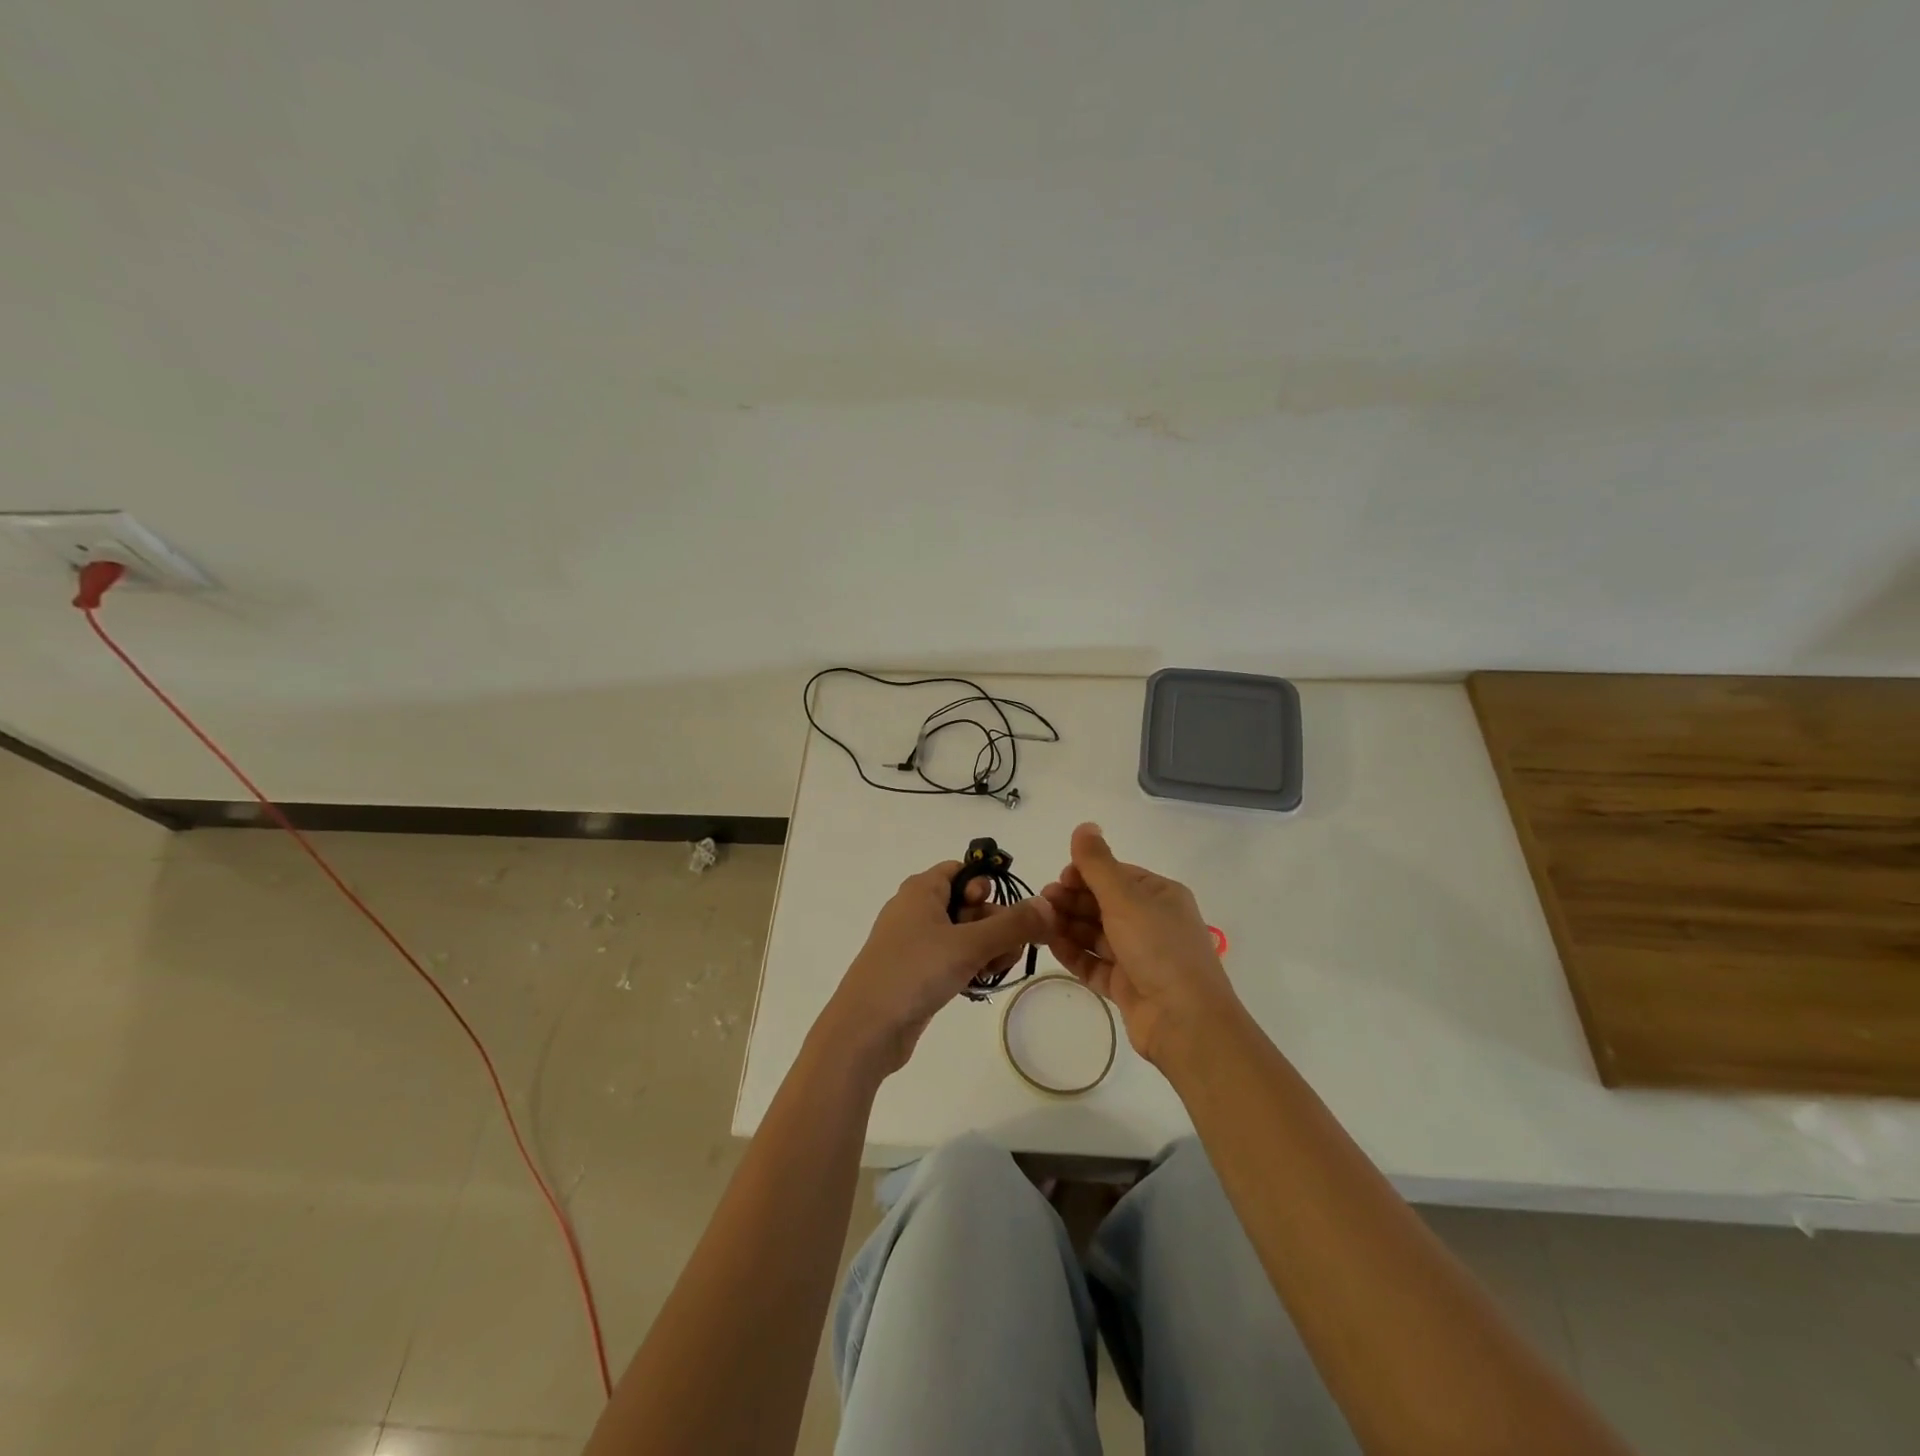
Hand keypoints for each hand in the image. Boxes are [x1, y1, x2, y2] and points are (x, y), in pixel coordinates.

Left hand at [819, 861, 1054, 1077]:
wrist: (865, 1030)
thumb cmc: (914, 972)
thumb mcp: (969, 944)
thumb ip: (1013, 924)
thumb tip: (1049, 905)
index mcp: (922, 889)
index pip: (963, 870)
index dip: (988, 887)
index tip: (1006, 914)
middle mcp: (916, 909)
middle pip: (969, 903)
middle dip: (996, 925)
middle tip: (1008, 950)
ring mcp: (914, 942)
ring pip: (963, 934)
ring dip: (986, 949)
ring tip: (993, 971)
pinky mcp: (915, 972)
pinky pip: (951, 958)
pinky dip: (969, 967)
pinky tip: (979, 984)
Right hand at [1042, 823, 1240, 1065]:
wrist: (1184, 1021)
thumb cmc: (1157, 948)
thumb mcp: (1125, 898)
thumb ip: (1098, 863)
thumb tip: (1084, 825)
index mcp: (1160, 896)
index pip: (1117, 875)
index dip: (1086, 874)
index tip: (1059, 879)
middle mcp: (1152, 923)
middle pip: (1104, 904)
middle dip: (1073, 900)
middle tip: (1042, 902)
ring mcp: (1140, 957)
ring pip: (1097, 934)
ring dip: (1069, 925)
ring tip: (1040, 923)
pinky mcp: (1128, 986)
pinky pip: (1096, 964)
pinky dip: (1074, 954)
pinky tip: (1050, 946)